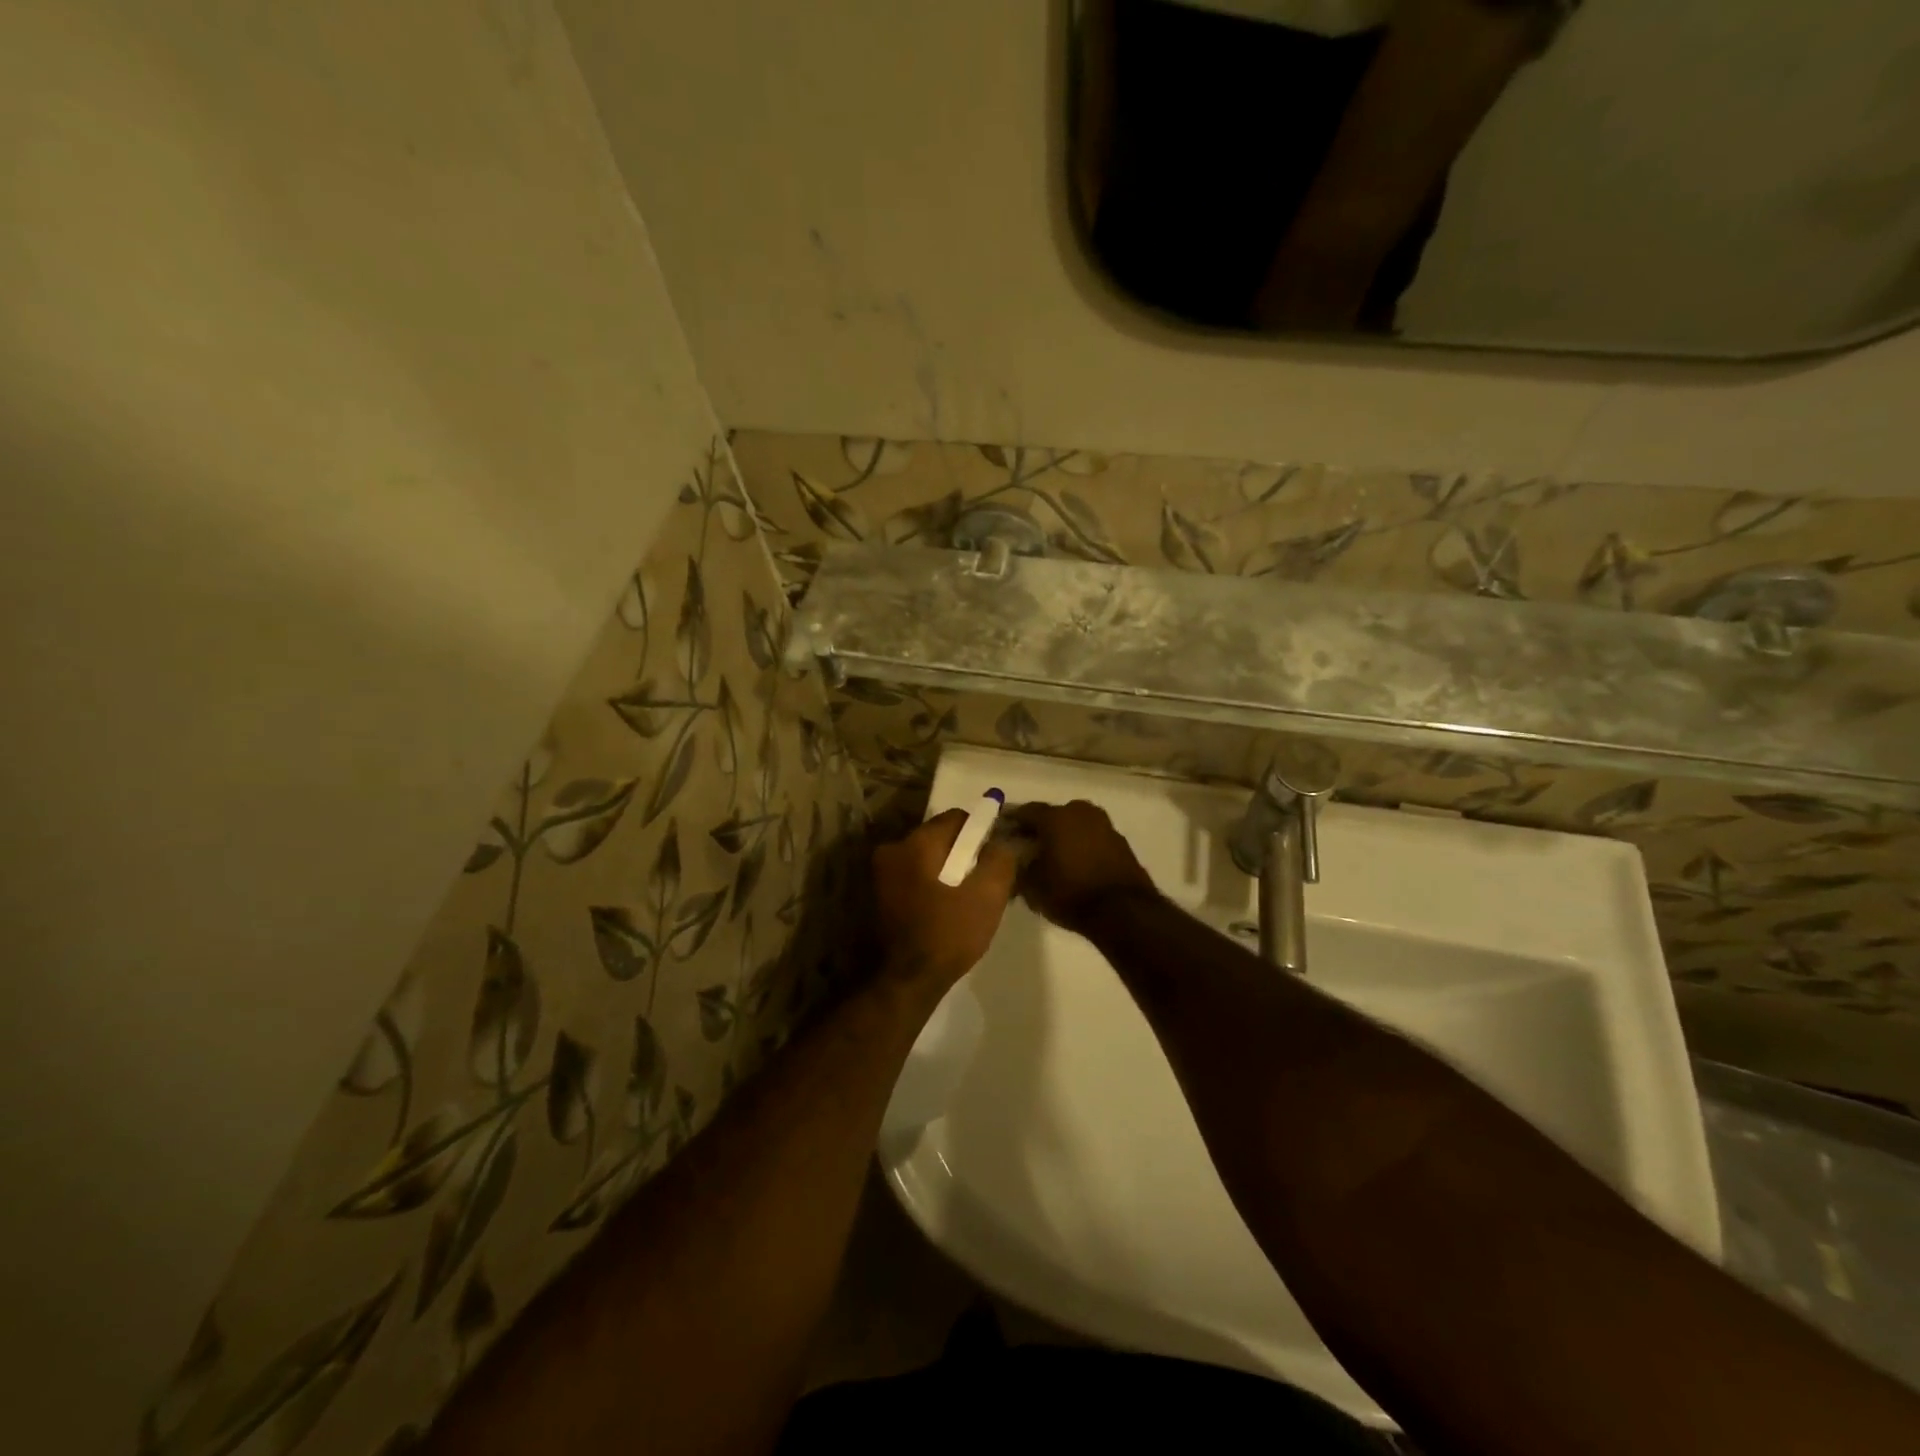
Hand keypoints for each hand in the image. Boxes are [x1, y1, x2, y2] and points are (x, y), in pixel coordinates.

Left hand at [871, 809, 1018, 995]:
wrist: (906, 982)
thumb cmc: (948, 935)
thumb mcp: (987, 896)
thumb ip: (999, 860)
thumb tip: (1002, 842)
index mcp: (916, 843)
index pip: (956, 818)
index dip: (980, 833)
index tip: (994, 857)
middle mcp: (892, 849)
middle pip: (939, 838)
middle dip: (962, 854)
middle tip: (982, 881)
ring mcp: (879, 873)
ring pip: (925, 859)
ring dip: (945, 871)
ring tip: (964, 900)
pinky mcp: (877, 895)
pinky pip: (913, 877)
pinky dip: (930, 885)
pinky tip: (944, 910)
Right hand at [1008, 800, 1156, 935]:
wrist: (1123, 911)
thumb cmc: (1070, 893)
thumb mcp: (1032, 886)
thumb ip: (1018, 867)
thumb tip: (1015, 860)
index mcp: (1055, 817)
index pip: (1026, 812)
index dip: (1012, 822)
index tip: (1002, 832)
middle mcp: (1080, 813)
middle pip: (1053, 816)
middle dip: (1040, 828)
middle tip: (1028, 846)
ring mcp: (1104, 825)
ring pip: (1075, 825)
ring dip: (1063, 836)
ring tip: (1053, 857)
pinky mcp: (1121, 843)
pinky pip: (1092, 838)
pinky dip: (1082, 846)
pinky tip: (1075, 864)